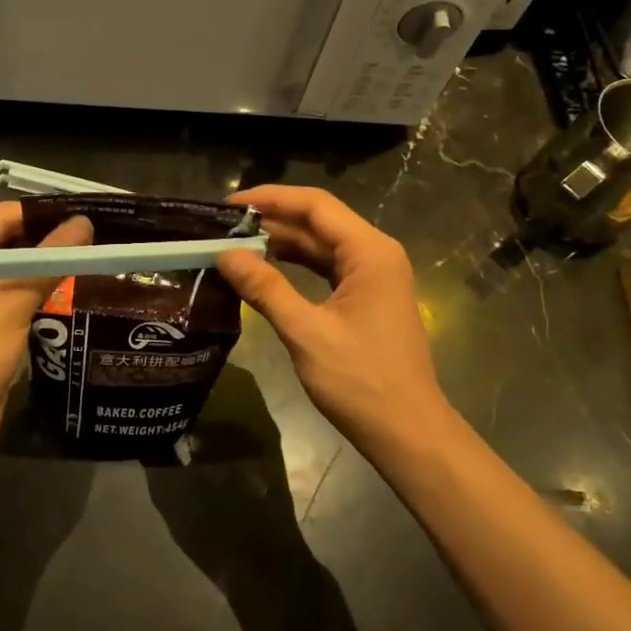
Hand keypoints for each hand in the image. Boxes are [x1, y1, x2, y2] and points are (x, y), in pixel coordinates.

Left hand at [0, 202, 92, 461]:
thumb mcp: (12, 305)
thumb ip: (49, 262)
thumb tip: (86, 223)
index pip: (4, 216)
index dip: (47, 213)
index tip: (91, 213)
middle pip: (9, 238)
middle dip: (50, 238)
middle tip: (99, 234)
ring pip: (14, 265)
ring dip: (47, 263)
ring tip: (94, 254)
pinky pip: (13, 289)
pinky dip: (38, 287)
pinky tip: (73, 284)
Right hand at [217, 186, 450, 455]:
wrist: (407, 432)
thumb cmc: (360, 381)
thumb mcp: (305, 332)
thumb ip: (265, 288)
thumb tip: (225, 255)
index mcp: (370, 252)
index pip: (315, 205)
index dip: (270, 198)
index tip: (228, 205)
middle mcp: (375, 254)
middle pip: (318, 221)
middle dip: (271, 220)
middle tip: (223, 227)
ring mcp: (373, 277)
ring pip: (321, 245)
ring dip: (281, 243)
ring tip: (235, 245)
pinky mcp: (366, 298)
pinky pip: (326, 268)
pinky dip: (295, 266)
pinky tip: (264, 270)